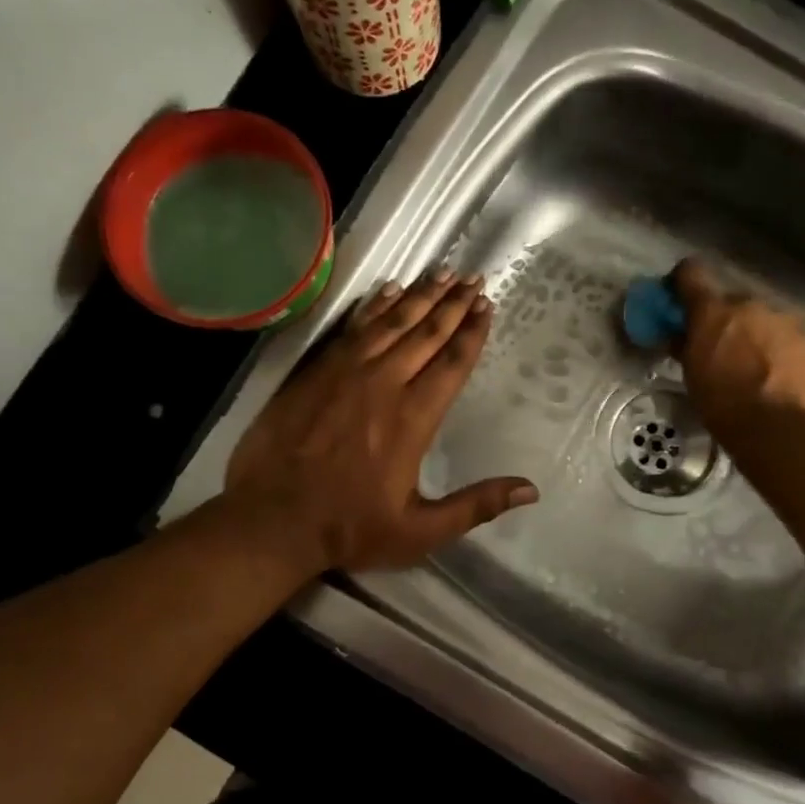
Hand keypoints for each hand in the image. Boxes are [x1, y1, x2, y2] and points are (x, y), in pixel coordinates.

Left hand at [225, 269, 537, 574]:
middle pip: (427, 333)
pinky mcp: (316, 371)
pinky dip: (374, 306)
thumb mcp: (421, 530)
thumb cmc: (350, 527)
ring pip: (391, 322)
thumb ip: (476, 505)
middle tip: (473, 278)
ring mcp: (346, 372)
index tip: (487, 305)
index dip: (472, 332)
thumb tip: (531, 490)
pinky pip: (353, 328)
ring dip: (420, 296)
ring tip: (442, 273)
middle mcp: (384, 383)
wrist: (272, 519)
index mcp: (414, 418)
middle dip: (453, 304)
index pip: (452, 363)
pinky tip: (389, 290)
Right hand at [670, 258, 804, 431]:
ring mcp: (782, 317)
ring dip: (754, 332)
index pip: (691, 272)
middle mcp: (748, 303)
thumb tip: (680, 335)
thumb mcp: (691, 376)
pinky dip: (778, 346)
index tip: (680, 297)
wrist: (777, 428)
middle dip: (724, 319)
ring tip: (754, 364)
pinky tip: (778, 372)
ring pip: (761, 317)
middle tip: (721, 347)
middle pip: (731, 301)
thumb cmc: (722, 404)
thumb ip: (685, 346)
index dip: (683, 281)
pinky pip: (785, 333)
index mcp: (712, 311)